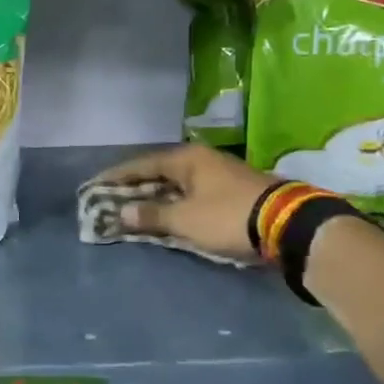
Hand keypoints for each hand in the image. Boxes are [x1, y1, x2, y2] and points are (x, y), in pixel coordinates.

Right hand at [93, 144, 278, 262]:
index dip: (116, 176)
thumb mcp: (185, 219)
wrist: (289, 225)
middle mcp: (201, 159)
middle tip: (111, 199)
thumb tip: (122, 213)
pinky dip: (176, 202)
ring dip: (156, 196)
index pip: (141, 164)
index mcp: (186, 158)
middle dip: (135, 187)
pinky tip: (168, 213)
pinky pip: (192, 193)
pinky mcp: (233, 190)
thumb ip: (152, 215)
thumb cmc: (228, 216)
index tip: (94, 185)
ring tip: (135, 208)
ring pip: (177, 183)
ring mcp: (219, 173)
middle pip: (159, 172)